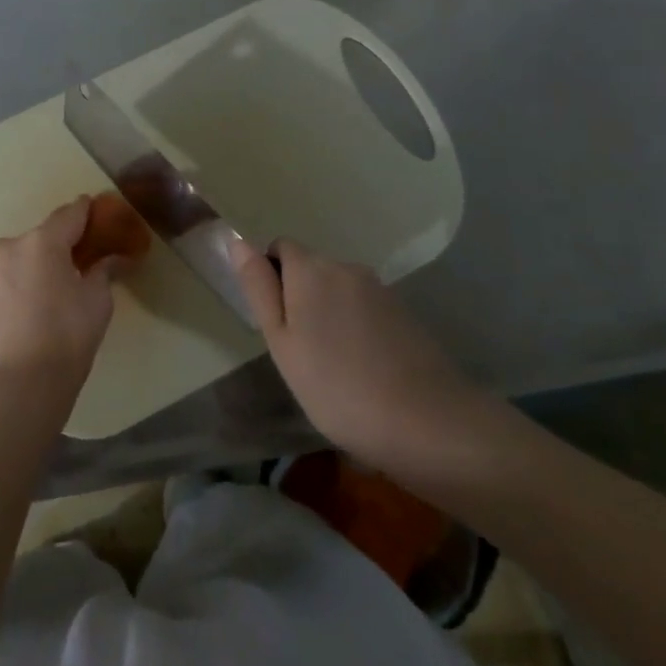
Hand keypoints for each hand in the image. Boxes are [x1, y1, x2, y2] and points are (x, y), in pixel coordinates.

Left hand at [0, 197, 133, 396]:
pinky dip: (29, 279)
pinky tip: (43, 300)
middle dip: (67, 241)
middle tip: (89, 255)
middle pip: (46, 234)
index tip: (104, 214)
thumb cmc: (66, 336)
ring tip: (66, 282)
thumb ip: (104, 271)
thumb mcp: (97, 301)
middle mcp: (12, 246)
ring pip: (27, 255)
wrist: (18, 384)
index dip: (89, 211)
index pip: (71, 213)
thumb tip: (114, 259)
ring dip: (45, 261)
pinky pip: (13, 275)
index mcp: (42, 240)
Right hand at [229, 238, 508, 484]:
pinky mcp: (405, 313)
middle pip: (310, 269)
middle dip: (299, 298)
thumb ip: (259, 288)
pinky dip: (355, 328)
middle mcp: (347, 267)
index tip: (274, 321)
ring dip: (328, 314)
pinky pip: (364, 309)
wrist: (427, 423)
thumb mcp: (281, 341)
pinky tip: (362, 368)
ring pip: (338, 291)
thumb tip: (238, 242)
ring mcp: (381, 289)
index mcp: (312, 269)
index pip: (280, 248)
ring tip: (331, 365)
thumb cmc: (336, 386)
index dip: (270, 277)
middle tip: (298, 351)